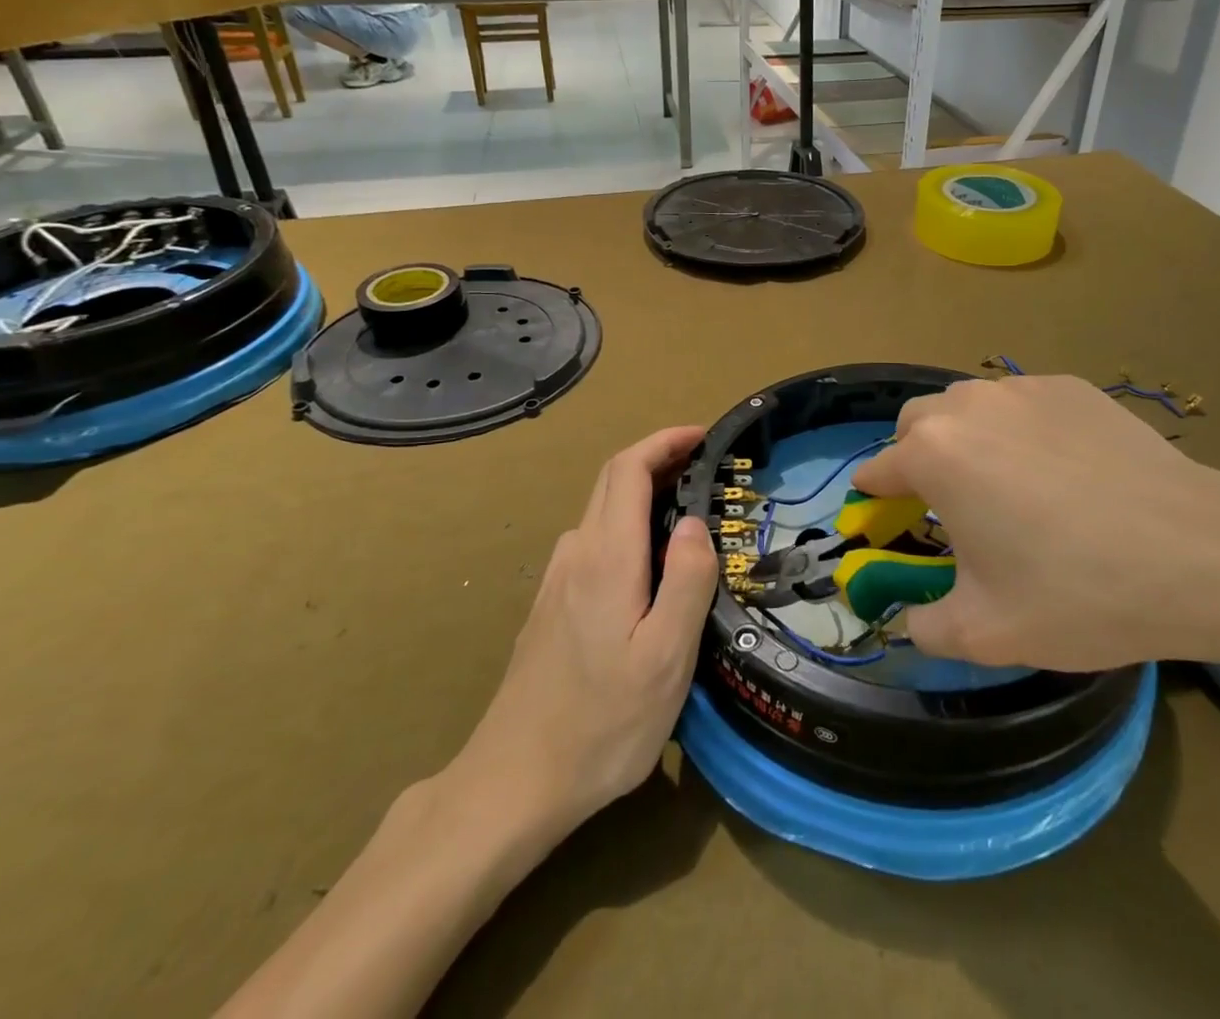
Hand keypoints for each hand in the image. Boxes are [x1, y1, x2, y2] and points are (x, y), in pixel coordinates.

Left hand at [440, 426, 718, 853]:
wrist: (513, 784)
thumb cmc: (602, 724)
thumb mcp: (665, 658)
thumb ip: (685, 581)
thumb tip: (694, 522)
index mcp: (606, 558)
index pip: (628, 469)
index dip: (664, 441)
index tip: (703, 436)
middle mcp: (576, 555)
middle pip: (612, 481)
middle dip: (658, 458)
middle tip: (706, 466)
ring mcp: (558, 580)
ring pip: (602, 511)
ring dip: (644, 492)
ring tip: (688, 510)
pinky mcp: (552, 606)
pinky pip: (595, 541)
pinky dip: (628, 523)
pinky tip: (649, 561)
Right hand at [852, 376, 1219, 671]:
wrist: (1197, 554)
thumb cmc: (1077, 593)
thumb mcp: (987, 633)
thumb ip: (927, 627)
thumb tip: (911, 621)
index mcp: (935, 455)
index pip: (880, 468)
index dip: (875, 498)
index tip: (880, 518)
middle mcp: (970, 406)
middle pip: (918, 421)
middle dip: (915, 455)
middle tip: (944, 504)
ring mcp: (1025, 389)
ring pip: (971, 405)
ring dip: (966, 437)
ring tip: (1003, 484)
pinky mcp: (1073, 388)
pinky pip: (1024, 403)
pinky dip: (1020, 429)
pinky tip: (1060, 471)